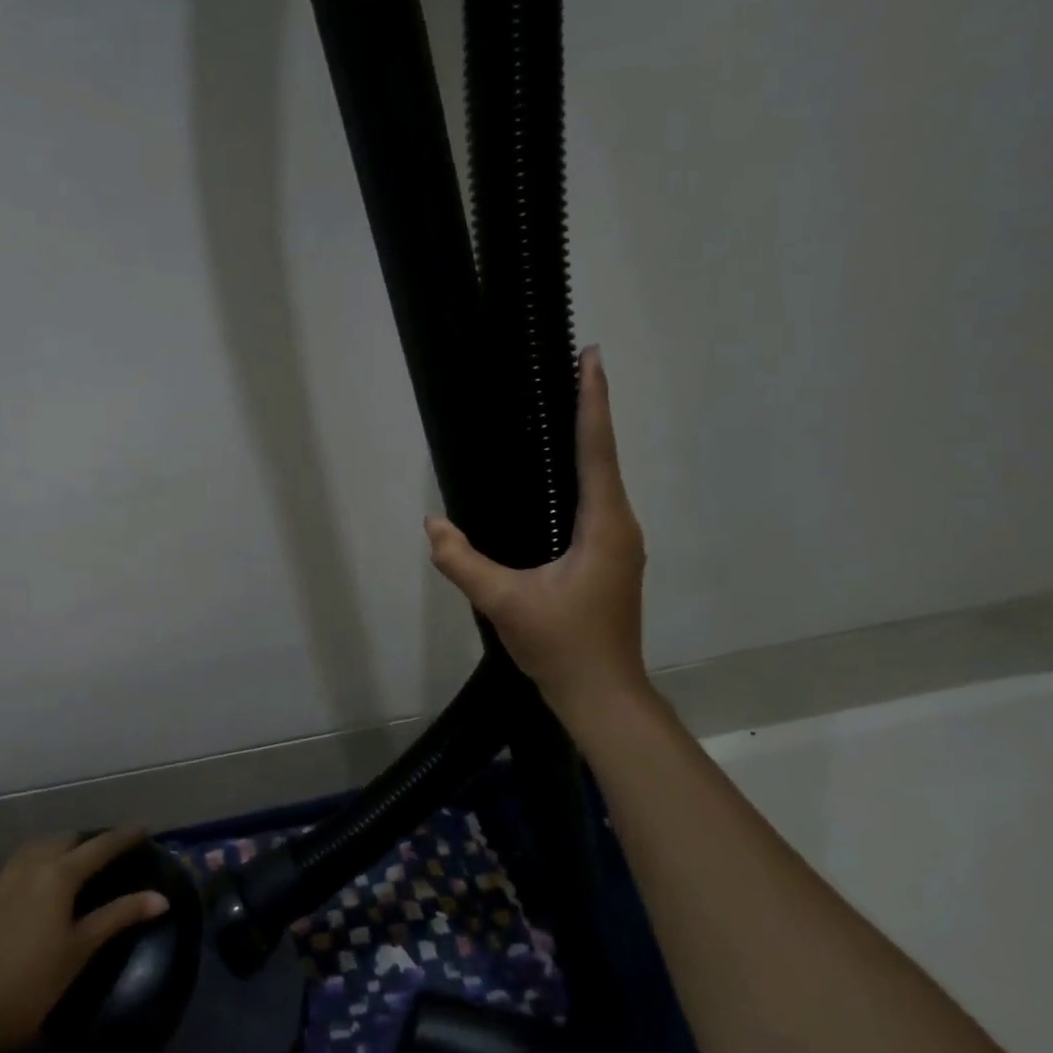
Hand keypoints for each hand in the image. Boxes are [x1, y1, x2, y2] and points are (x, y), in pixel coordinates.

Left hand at [0, 828, 168, 1052]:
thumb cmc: (31, 985)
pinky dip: (6, 868)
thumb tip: (161, 898)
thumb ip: (119, 916)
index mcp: (60, 876)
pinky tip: (6, 876)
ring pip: (28, 850)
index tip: (141, 829)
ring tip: (59, 857)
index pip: (99, 848)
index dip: (122, 837)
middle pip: (62, 841)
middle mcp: (29, 867)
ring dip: (48, 848)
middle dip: (84, 841)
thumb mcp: (80, 950)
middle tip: (100, 850)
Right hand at [426, 345, 647, 706]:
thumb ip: (463, 562)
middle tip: (574, 369)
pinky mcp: (609, 560)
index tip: (592, 357)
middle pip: (605, 456)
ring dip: (588, 442)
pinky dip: (582, 475)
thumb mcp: (504, 602)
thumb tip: (432, 523)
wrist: (602, 696)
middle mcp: (620, 526)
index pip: (597, 450)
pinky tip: (559, 478)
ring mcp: (619, 545)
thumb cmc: (562, 645)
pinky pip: (596, 503)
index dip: (593, 401)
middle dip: (590, 410)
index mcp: (603, 526)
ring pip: (603, 481)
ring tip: (564, 410)